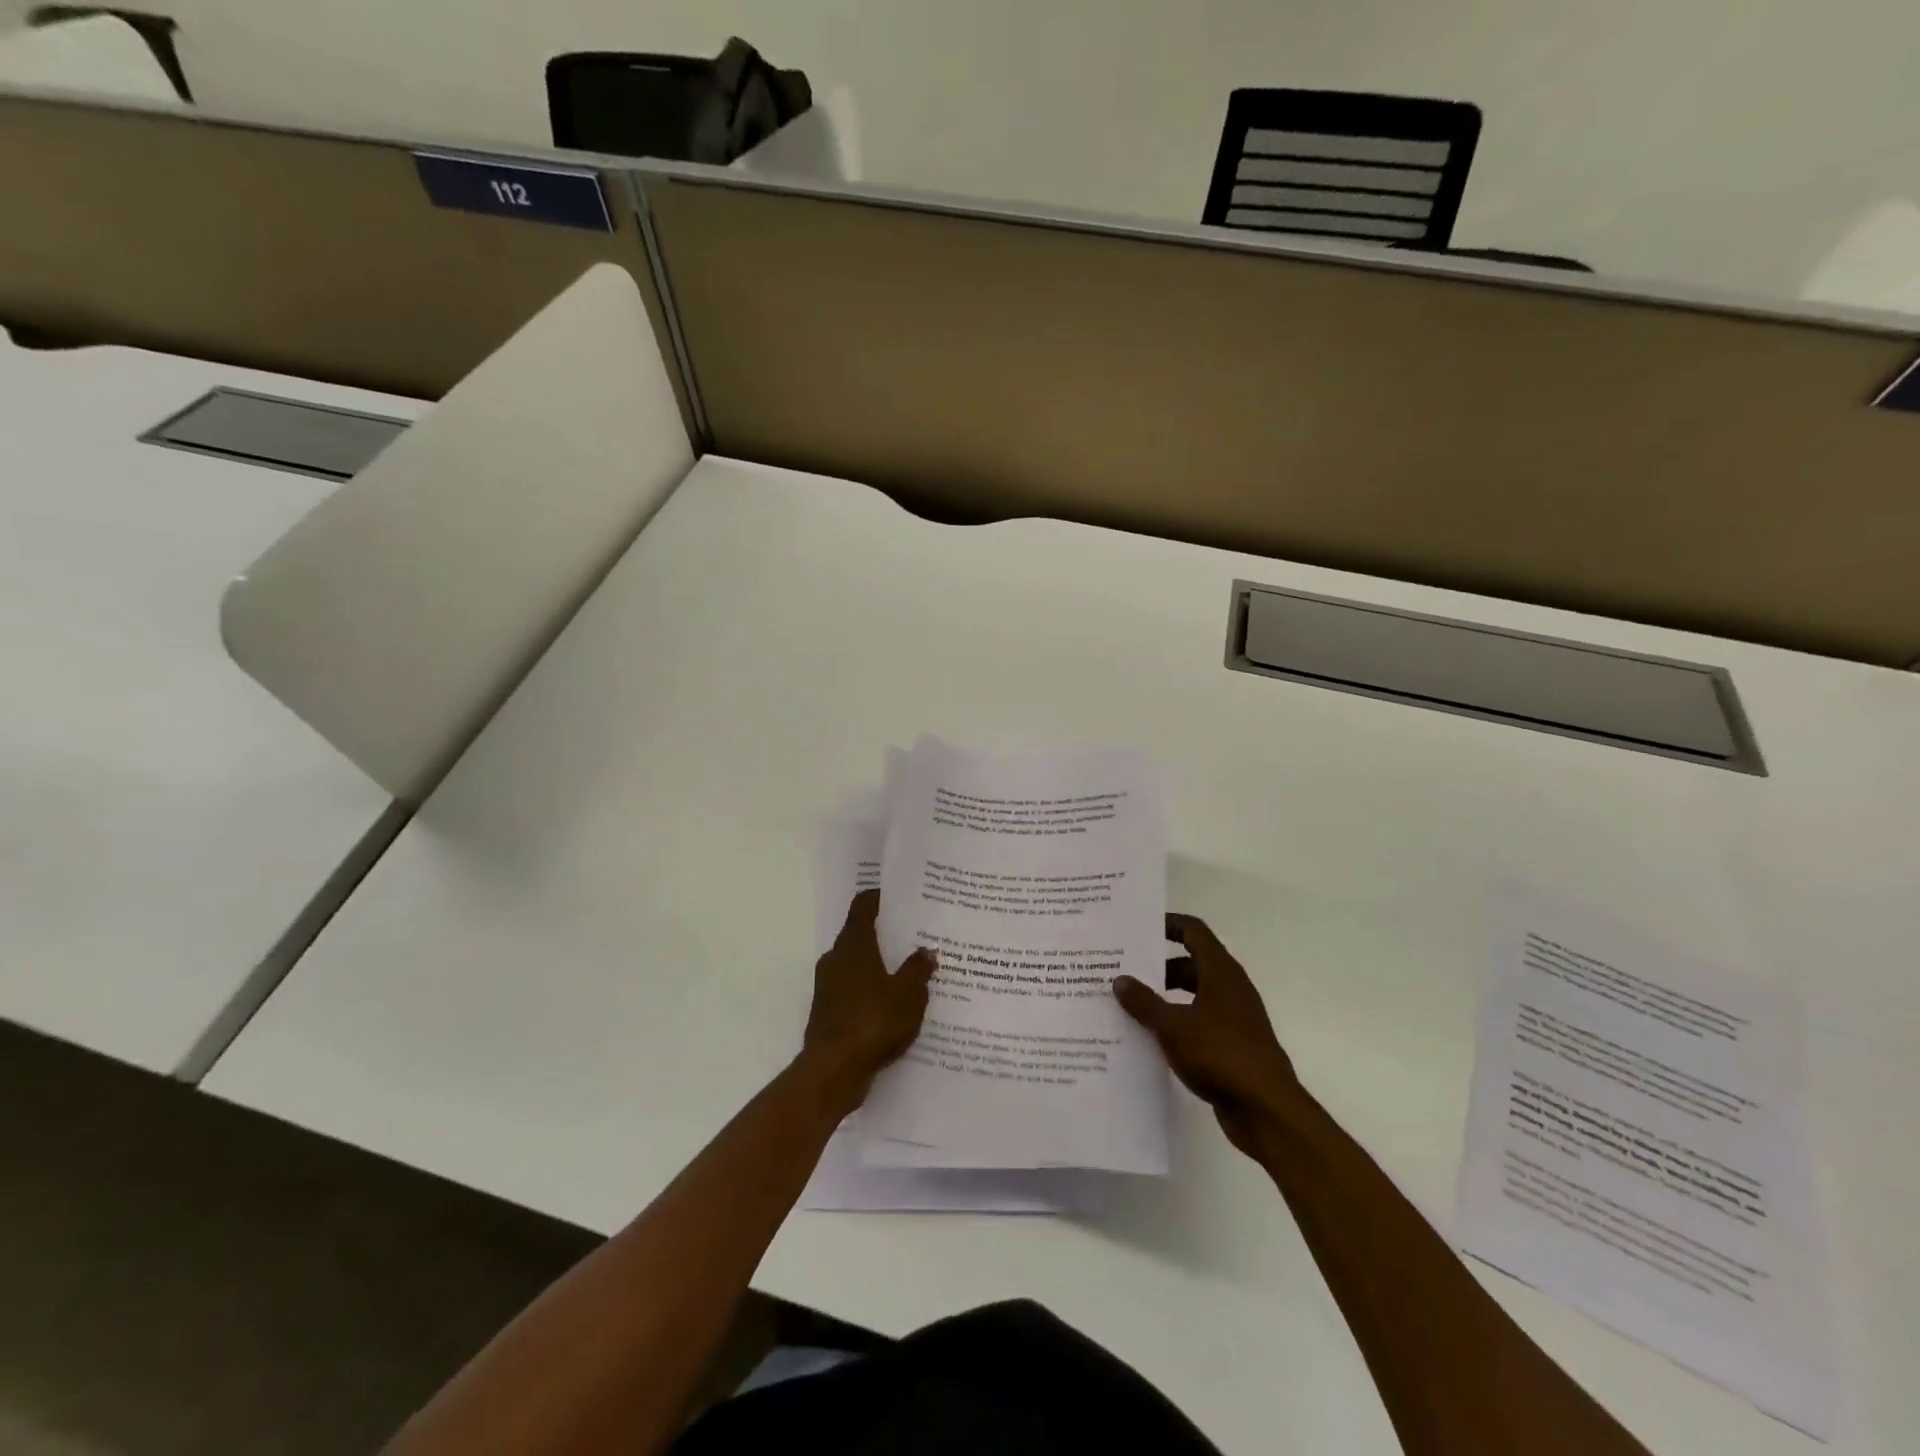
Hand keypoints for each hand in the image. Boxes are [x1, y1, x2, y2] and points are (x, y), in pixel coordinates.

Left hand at [801, 889, 936, 1109]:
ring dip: (879, 966)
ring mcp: (828, 986)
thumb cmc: (873, 1021)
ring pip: (857, 965)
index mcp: (854, 944)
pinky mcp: (828, 1012)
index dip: (880, 897)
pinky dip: (871, 991)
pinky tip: (894, 1005)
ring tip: (909, 971)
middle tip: (915, 935)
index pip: (863, 906)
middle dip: (885, 934)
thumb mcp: (908, 994)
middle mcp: (836, 958)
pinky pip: (854, 991)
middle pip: (860, 934)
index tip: (900, 896)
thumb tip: (926, 951)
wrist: (834, 1071)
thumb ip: (918, 969)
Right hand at [1113, 913, 1302, 1155]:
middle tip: (1123, 971)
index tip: (1138, 928)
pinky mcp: (1233, 1046)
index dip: (1168, 924)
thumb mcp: (1172, 1026)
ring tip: (1129, 1006)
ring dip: (1165, 998)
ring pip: (1194, 996)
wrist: (1267, 1111)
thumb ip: (1144, 1002)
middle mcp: (1230, 989)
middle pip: (1191, 964)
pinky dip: (1176, 1024)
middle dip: (1158, 967)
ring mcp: (1234, 1019)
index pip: (1193, 932)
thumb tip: (1120, 980)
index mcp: (1221, 972)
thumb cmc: (1220, 1055)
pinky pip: (1198, 1023)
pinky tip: (1150, 1039)